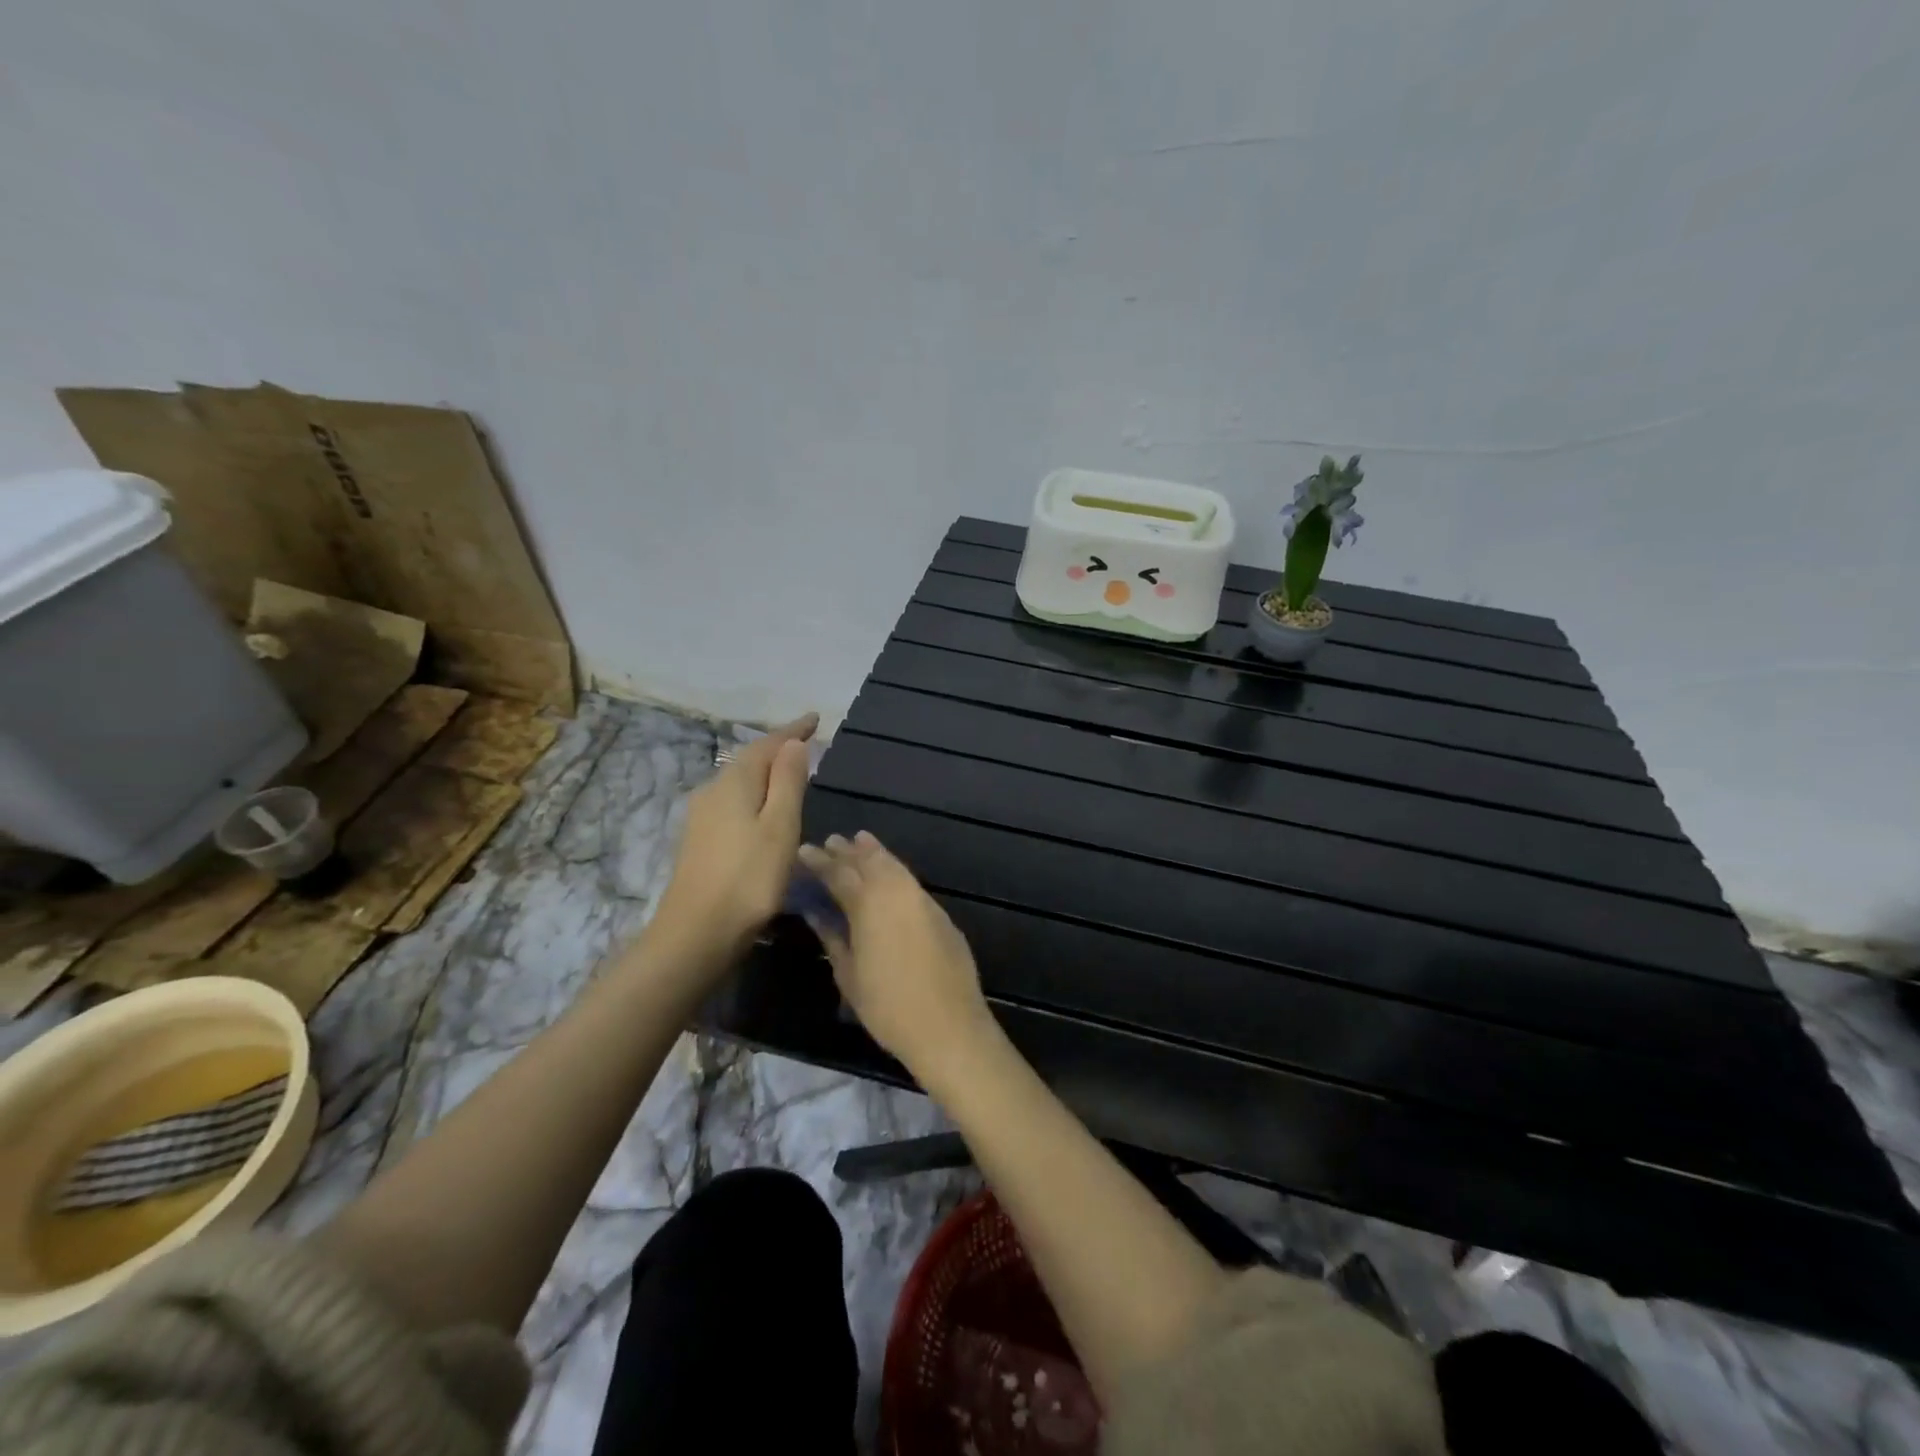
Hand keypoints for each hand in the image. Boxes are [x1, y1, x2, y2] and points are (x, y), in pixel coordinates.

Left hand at [649, 714, 816, 971]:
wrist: (696, 933)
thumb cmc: (748, 878)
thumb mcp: (780, 826)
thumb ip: (788, 781)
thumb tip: (793, 743)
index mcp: (734, 783)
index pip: (767, 745)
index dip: (792, 731)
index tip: (814, 718)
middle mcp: (713, 791)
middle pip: (749, 760)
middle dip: (777, 748)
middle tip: (806, 742)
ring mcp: (702, 817)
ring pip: (739, 781)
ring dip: (766, 772)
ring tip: (791, 771)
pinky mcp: (700, 840)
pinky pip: (733, 801)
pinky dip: (755, 793)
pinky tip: (764, 808)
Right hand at [796, 831, 997, 1081]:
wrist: (948, 1024)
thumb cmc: (888, 1006)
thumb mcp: (849, 975)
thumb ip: (833, 937)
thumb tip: (816, 912)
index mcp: (868, 904)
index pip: (839, 874)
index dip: (820, 862)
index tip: (805, 851)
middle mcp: (896, 892)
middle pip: (868, 862)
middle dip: (848, 851)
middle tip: (830, 842)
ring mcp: (922, 899)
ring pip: (894, 865)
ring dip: (874, 852)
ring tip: (859, 841)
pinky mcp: (940, 912)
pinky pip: (910, 880)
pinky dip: (895, 868)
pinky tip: (888, 872)